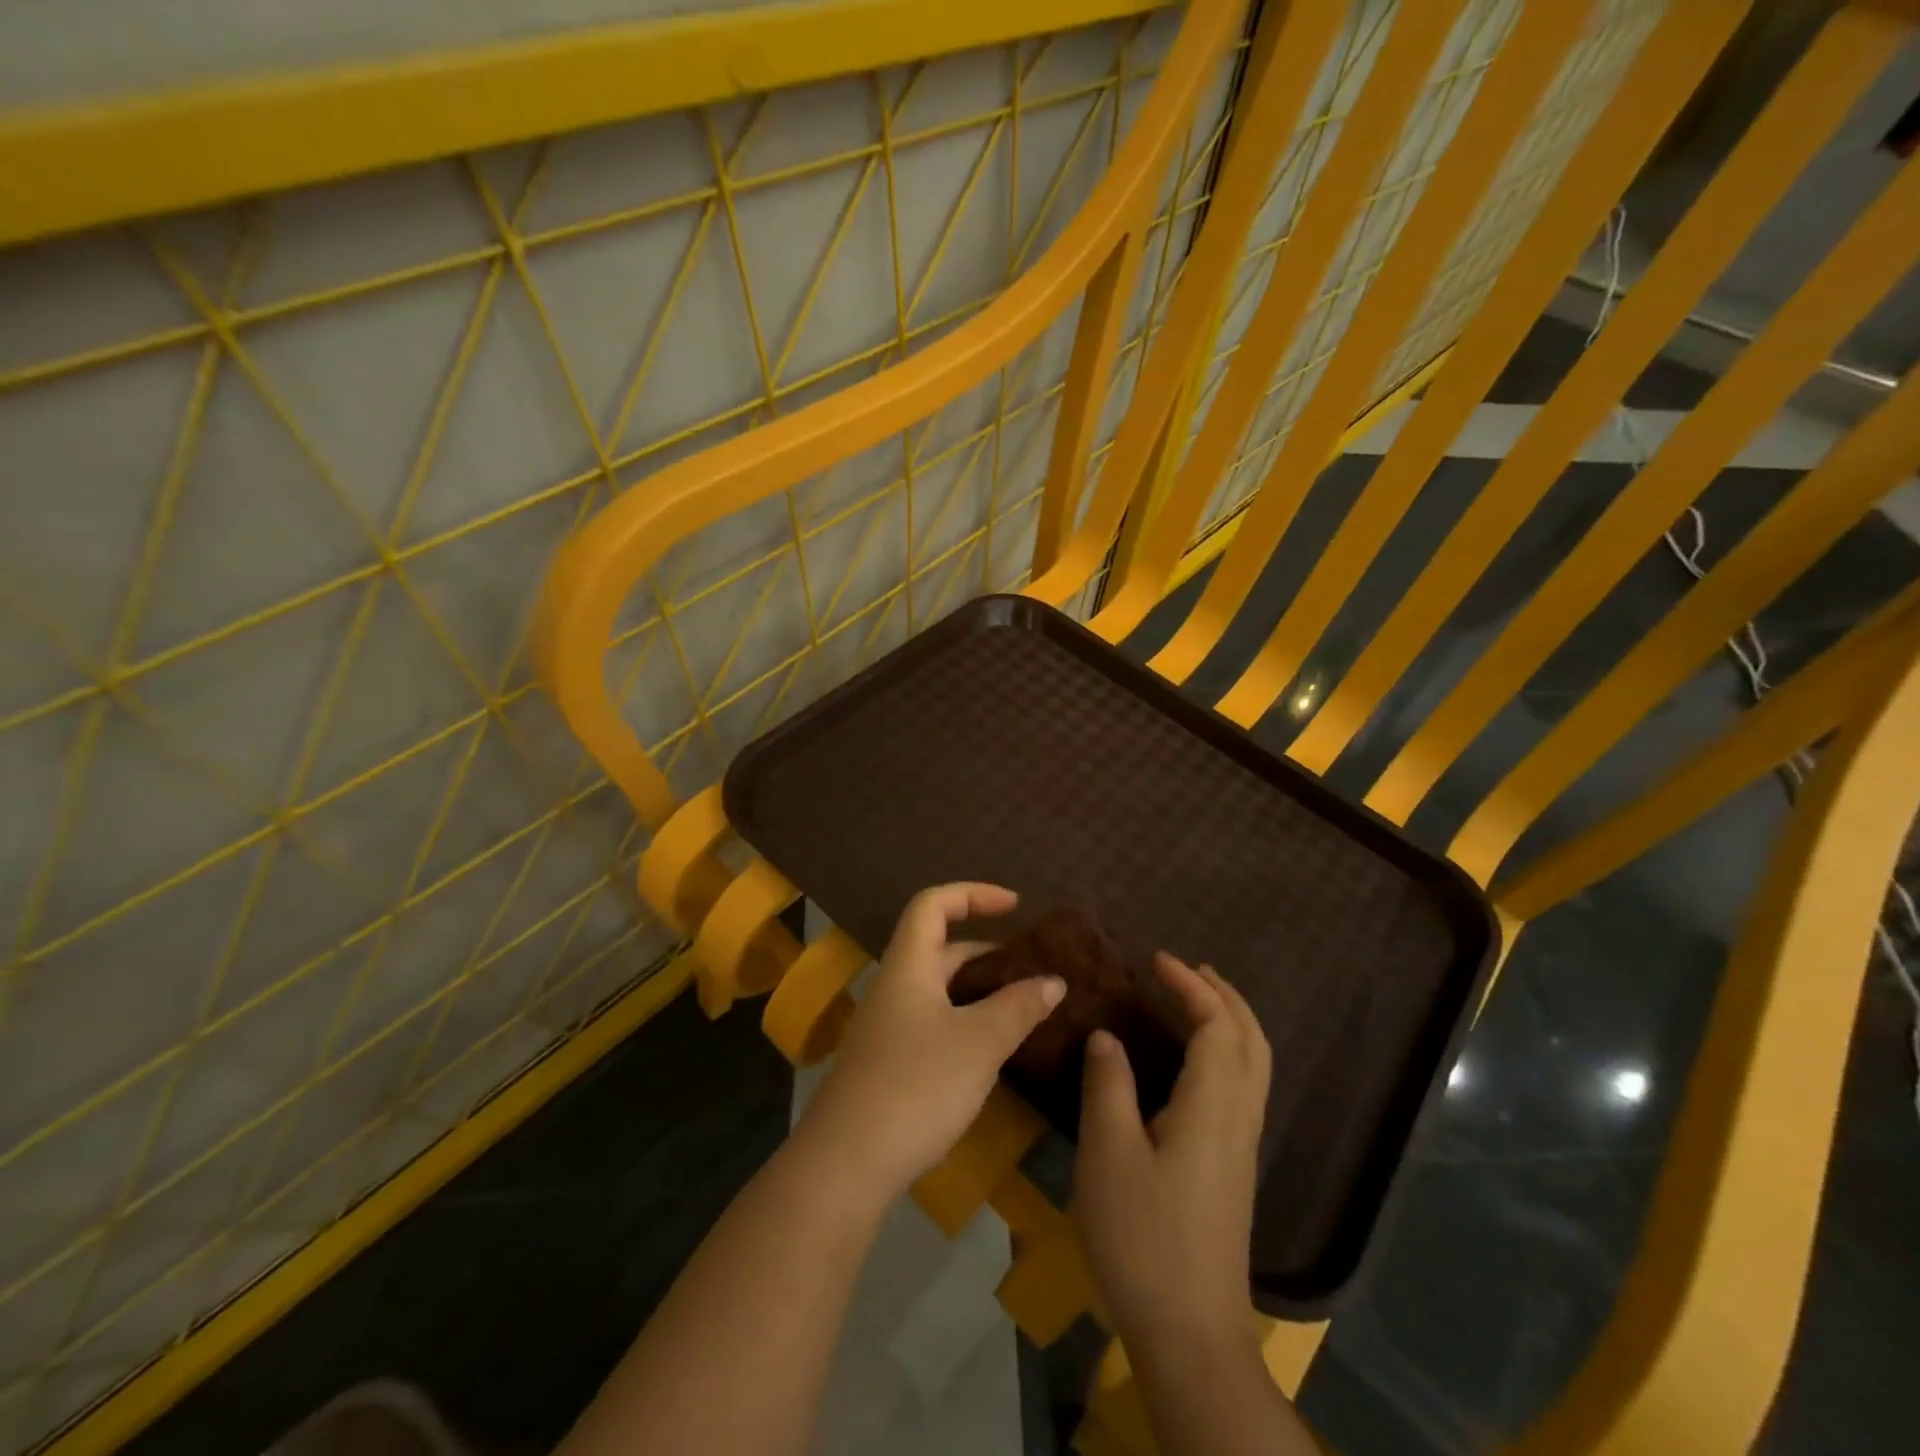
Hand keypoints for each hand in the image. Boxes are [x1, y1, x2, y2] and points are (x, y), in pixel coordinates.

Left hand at [796, 883, 1064, 1199]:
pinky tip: (994, 1049)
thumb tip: (1053, 981)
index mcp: (908, 966)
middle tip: (1032, 968)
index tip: (1015, 906)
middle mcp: (895, 987)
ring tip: (1025, 1006)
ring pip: (940, 990)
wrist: (847, 1163)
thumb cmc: (916, 1085)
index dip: (973, 894)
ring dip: (981, 990)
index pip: (933, 904)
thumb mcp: (979, 1042)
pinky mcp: (890, 1063)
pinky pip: (935, 1022)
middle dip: (988, 950)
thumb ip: (1019, 1007)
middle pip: (940, 947)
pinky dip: (968, 1021)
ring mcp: (889, 1027)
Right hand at [1074, 953, 1270, 1353]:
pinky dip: (1228, 1051)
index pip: (1216, 1024)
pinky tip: (1195, 1062)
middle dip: (1224, 995)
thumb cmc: (1144, 1237)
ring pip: (1254, 1064)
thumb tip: (1108, 1035)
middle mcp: (1239, 1117)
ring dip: (1231, 1021)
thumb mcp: (1109, 1154)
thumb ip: (1108, 1085)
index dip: (1191, 985)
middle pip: (1251, 1039)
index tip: (1156, 958)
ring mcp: (1242, 1145)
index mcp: (1213, 1105)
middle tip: (1188, 969)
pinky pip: (1244, 1086)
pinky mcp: (1235, 1167)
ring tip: (1195, 1001)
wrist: (1192, 1334)